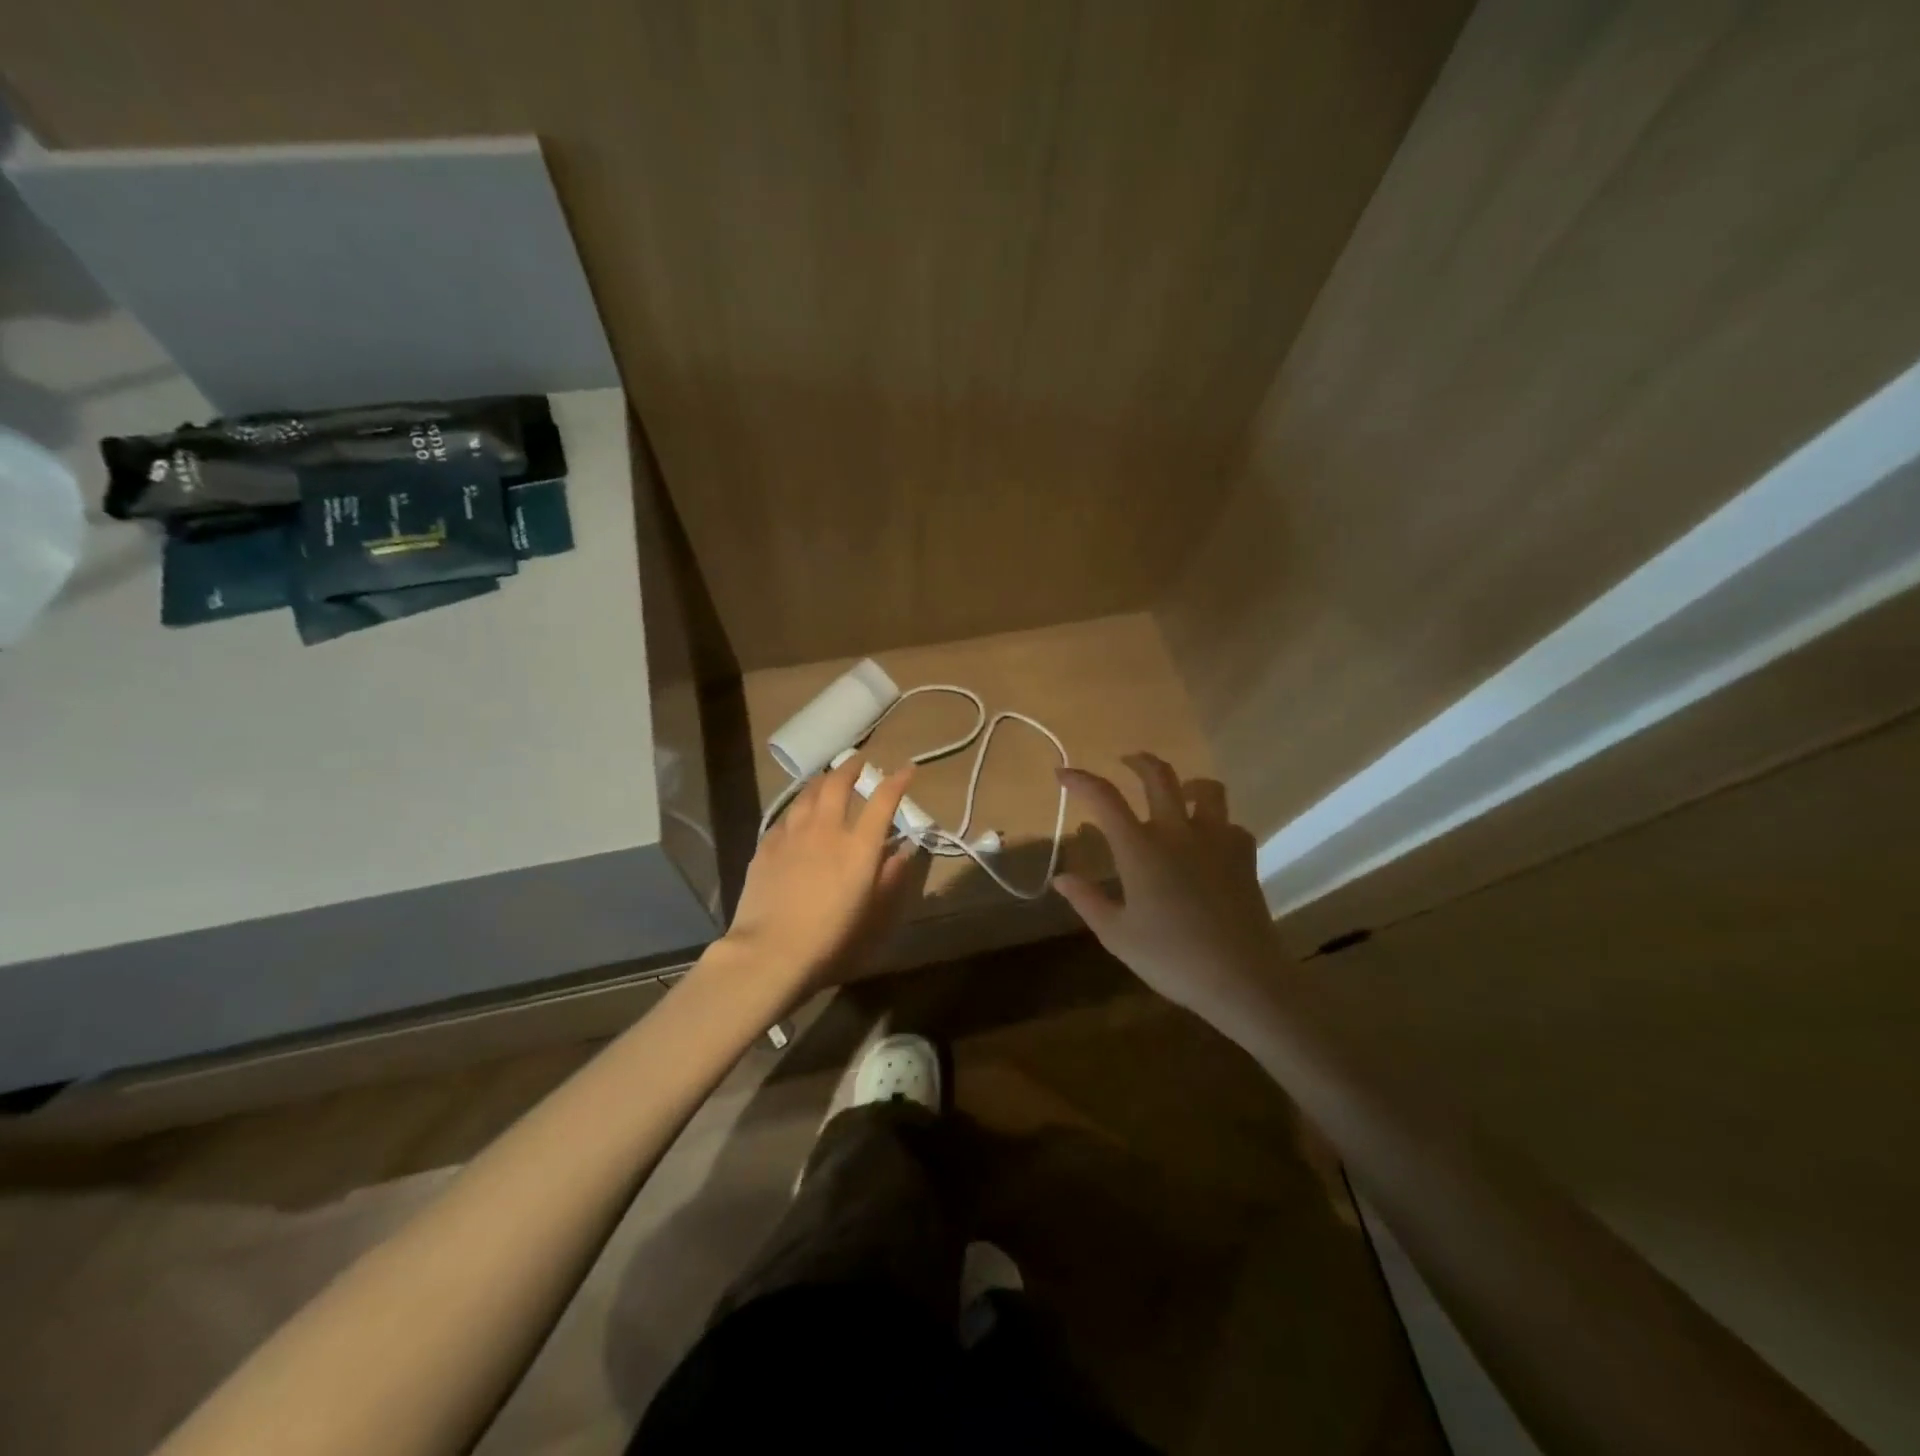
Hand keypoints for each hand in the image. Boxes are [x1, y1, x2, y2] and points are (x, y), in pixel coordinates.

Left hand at [724, 755, 929, 995]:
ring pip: (807, 793)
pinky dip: (798, 807)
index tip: (907, 769)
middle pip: (838, 784)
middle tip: (859, 762)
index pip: (882, 801)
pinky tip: (797, 814)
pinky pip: (786, 816)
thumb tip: (903, 853)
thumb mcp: (872, 914)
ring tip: (828, 778)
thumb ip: (890, 878)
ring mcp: (792, 834)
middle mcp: (826, 829)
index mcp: (859, 846)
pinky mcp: (767, 846)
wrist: (770, 951)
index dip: (897, 781)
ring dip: (822, 780)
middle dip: (851, 767)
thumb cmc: (830, 939)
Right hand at [1052, 753, 1284, 1025]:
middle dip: (1138, 762)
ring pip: (1207, 790)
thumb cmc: (1171, 958)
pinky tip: (1209, 841)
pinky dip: (1216, 824)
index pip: (1104, 798)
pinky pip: (1231, 825)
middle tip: (1125, 762)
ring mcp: (1216, 840)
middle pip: (1159, 776)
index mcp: (1140, 848)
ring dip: (1186, 784)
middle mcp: (1177, 832)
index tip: (1062, 774)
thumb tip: (1061, 878)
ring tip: (1177, 794)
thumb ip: (1087, 901)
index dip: (1080, 780)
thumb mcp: (1117, 934)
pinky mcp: (1244, 857)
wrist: (1242, 978)